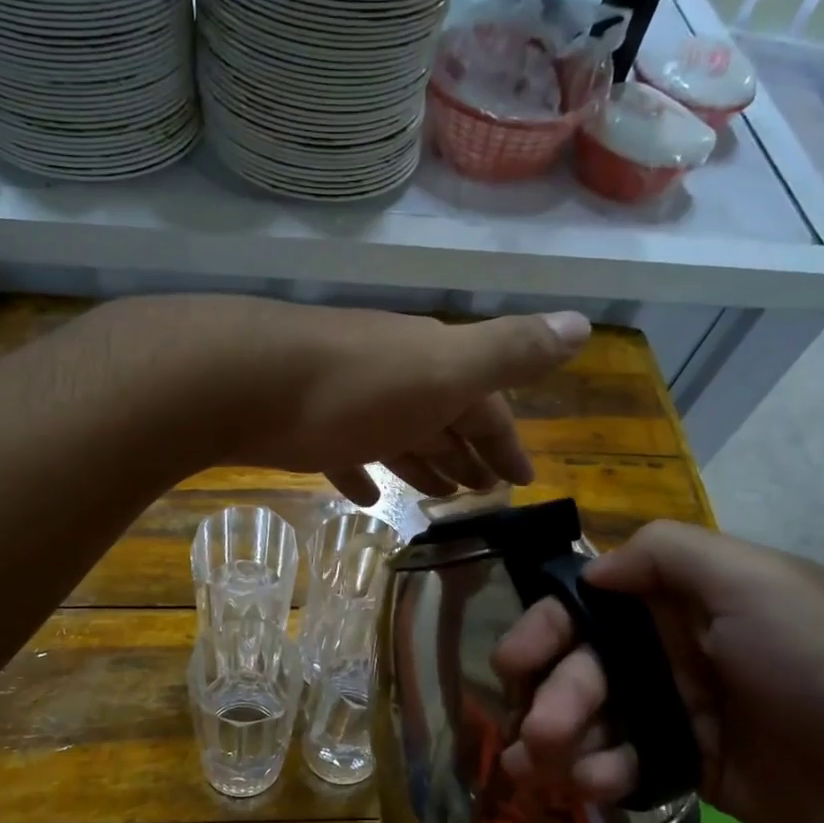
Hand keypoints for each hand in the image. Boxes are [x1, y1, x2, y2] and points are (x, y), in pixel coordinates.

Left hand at [114, 296, 591, 502]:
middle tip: (483, 494)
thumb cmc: (355, 385)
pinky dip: (364, 472)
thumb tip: (582, 324)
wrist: (242, 380)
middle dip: (467, 452)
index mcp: (435, 364)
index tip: (521, 481)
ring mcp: (348, 399)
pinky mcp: (305, 425)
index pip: (487, 404)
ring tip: (441, 497)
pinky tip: (370, 497)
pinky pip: (347, 452)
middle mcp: (395, 375)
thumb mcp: (445, 369)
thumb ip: (509, 351)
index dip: (508, 441)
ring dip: (422, 462)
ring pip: (399, 434)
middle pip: (443, 417)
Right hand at [491, 521, 823, 822]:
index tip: (515, 660)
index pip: (589, 602)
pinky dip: (600, 773)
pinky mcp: (687, 766)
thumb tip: (591, 570)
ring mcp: (677, 710)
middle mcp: (671, 649)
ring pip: (592, 718)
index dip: (546, 628)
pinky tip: (597, 787)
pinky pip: (623, 763)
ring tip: (544, 771)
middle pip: (582, 665)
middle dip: (552, 695)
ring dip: (560, 741)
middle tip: (538, 732)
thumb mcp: (753, 581)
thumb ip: (664, 554)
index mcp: (682, 600)